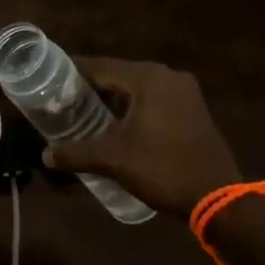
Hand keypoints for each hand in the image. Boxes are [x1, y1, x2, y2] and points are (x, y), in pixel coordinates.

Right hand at [42, 58, 241, 217]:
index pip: (99, 66)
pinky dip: (135, 107)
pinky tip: (119, 124)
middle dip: (92, 87)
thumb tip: (45, 155)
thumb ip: (76, 153)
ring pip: (137, 88)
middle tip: (64, 100)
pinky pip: (154, 99)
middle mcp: (166, 75)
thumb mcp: (114, 159)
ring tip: (86, 113)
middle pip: (118, 74)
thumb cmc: (163, 168)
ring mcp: (184, 91)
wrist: (218, 199)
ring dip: (114, 99)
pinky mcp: (193, 108)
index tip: (49, 80)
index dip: (72, 73)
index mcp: (146, 77)